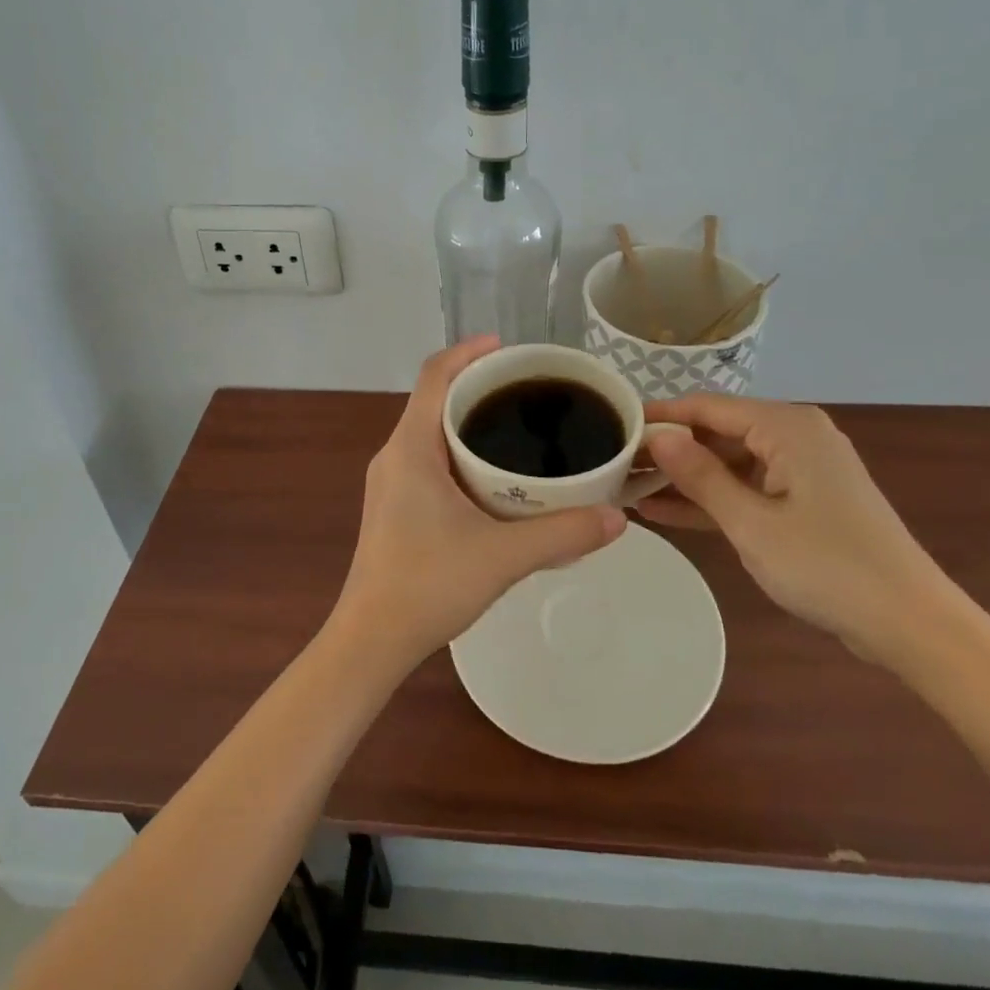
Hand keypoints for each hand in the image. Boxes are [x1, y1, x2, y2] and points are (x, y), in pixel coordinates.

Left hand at [328, 337, 626, 676]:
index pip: (433, 376)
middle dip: (477, 387)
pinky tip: (493, 477)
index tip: (507, 348)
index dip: (468, 352)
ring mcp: (389, 482)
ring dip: (467, 421)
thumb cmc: (428, 586)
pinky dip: (459, 451)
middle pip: (433, 399)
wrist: (371, 641)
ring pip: (430, 431)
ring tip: (517, 428)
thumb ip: (563, 533)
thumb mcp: (503, 556)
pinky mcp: (393, 505)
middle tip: (527, 391)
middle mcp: (394, 455)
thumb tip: (618, 517)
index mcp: (411, 448)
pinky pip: (427, 458)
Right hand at [636, 395, 959, 668]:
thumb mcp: (752, 523)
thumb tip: (658, 435)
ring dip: (684, 478)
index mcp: (786, 427)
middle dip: (668, 450)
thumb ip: (701, 475)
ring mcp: (800, 469)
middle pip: (716, 431)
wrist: (911, 624)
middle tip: (614, 466)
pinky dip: (712, 499)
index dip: (658, 416)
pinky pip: (746, 488)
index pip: (706, 406)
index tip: (613, 428)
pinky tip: (664, 511)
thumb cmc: (829, 567)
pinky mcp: (803, 500)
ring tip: (628, 489)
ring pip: (728, 462)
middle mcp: (793, 435)